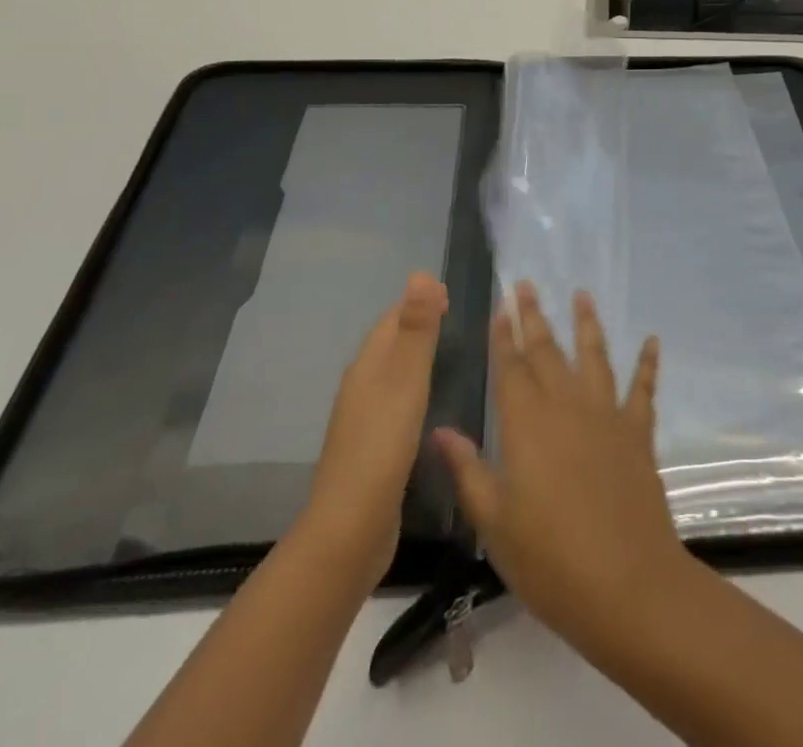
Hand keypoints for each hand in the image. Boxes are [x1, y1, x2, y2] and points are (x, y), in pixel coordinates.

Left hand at [307, 271, 447, 586]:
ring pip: (390, 375)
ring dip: (414, 358)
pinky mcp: (372, 450)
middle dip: (416, 325)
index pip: (391, 319)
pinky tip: (429, 406)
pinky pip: (394, 404)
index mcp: (367, 366)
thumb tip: (420, 273)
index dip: (417, 302)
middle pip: (388, 344)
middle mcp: (361, 387)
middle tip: (452, 317)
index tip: (449, 293)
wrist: (350, 529)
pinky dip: (412, 391)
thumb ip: (416, 329)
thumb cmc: (382, 445)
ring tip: (447, 355)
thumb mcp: (406, 380)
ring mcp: (363, 420)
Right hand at [433, 282, 687, 655]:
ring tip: (582, 293)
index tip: (501, 305)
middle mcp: (567, 406)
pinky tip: (652, 341)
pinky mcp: (638, 433)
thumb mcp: (495, 523)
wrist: (628, 586)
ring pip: (594, 356)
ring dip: (587, 323)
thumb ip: (468, 470)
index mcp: (527, 424)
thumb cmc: (550, 560)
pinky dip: (648, 363)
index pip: (511, 367)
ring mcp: (607, 415)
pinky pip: (643, 388)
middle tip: (526, 283)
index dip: (504, 335)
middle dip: (534, 316)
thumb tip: (438, 429)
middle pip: (547, 351)